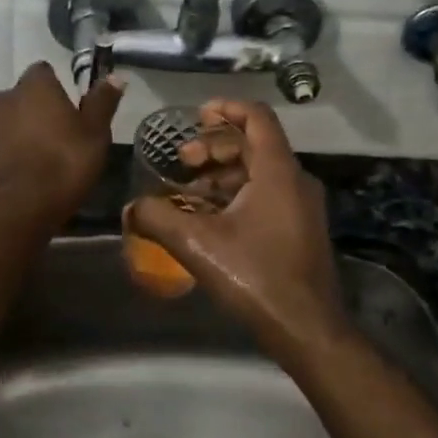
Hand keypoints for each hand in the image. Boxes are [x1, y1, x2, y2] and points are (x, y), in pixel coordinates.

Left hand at [0, 62, 123, 226]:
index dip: (58, 87)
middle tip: (62, 134)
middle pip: (25, 97)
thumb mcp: (95, 133)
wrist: (21, 207)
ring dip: (24, 131)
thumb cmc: (65, 162)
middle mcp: (5, 98)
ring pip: (10, 121)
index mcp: (34, 86)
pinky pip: (1, 145)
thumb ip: (102, 102)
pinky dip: (13, 152)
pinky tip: (29, 172)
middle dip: (39, 109)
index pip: (44, 72)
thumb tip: (115, 77)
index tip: (72, 109)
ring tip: (45, 157)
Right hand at [127, 99, 347, 362]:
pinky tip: (210, 217)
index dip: (227, 108)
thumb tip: (130, 208)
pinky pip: (267, 194)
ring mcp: (302, 206)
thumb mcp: (198, 244)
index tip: (197, 114)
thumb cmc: (256, 276)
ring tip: (189, 191)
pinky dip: (237, 194)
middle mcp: (296, 180)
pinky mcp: (300, 228)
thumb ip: (159, 219)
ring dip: (223, 173)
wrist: (307, 328)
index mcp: (278, 172)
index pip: (257, 118)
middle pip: (255, 144)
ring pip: (260, 172)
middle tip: (183, 160)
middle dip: (215, 146)